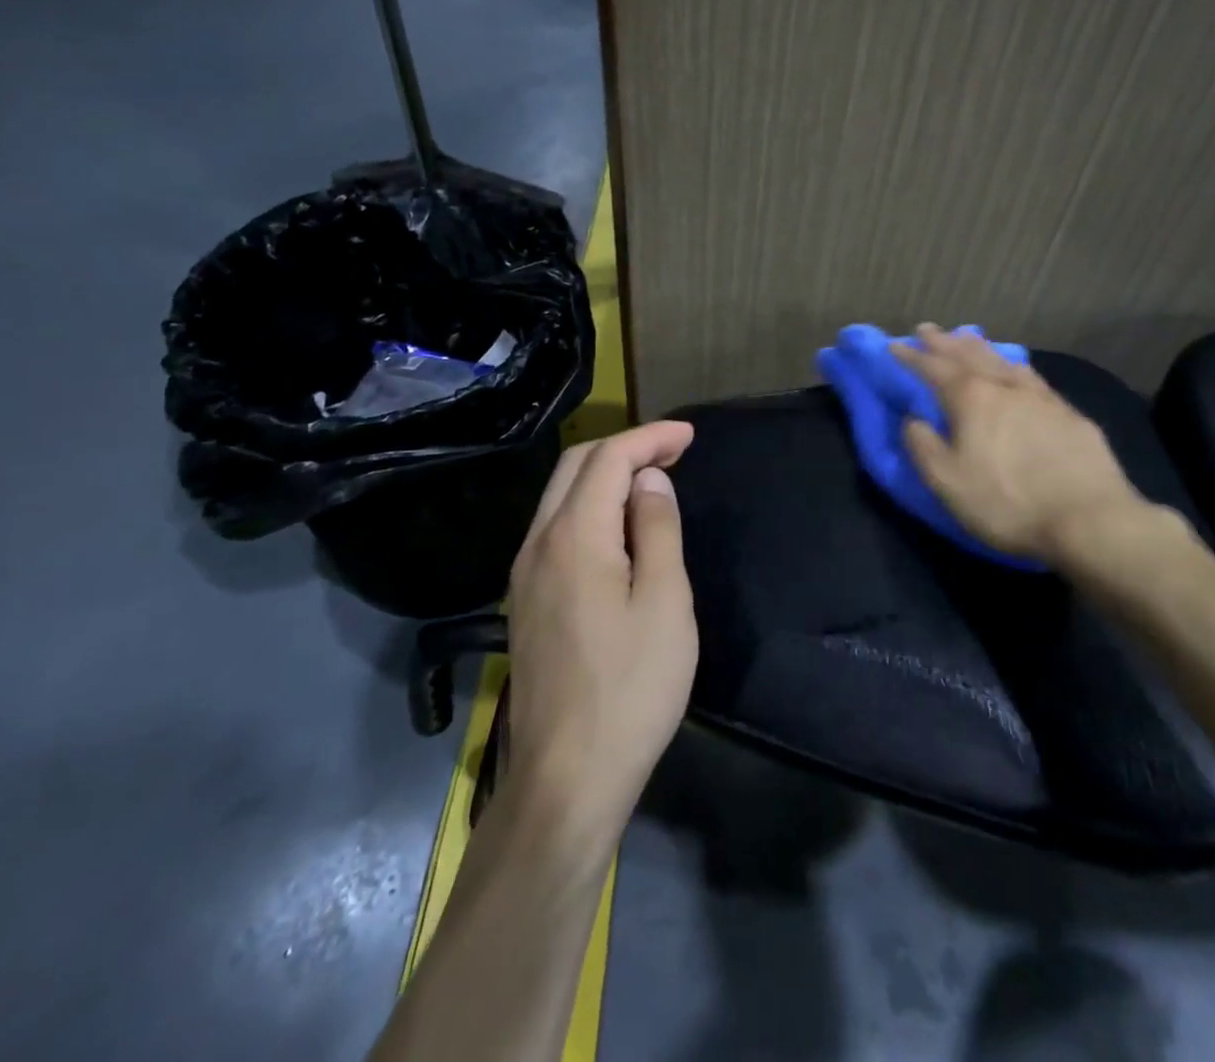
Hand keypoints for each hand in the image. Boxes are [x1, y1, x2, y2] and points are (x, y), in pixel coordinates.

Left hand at [501, 421, 697, 850]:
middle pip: (576, 467)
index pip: (609, 459)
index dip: (650, 438)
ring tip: (652, 484)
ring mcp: (524, 574)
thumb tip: (649, 482)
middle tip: (674, 454)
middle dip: (625, 448)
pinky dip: (590, 507)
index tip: (689, 437)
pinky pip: (556, 528)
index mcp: (574, 537)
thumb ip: (658, 530)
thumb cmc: (631, 688)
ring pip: (560, 496)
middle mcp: (538, 543)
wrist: (567, 776)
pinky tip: (620, 529)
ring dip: (605, 476)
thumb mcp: (665, 603)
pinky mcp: (525, 601)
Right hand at [894, 325, 1164, 572]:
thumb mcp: (947, 482)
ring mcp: (1041, 397)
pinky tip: (1016, 368)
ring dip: (979, 347)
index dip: (911, 357)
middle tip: (926, 329)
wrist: (1089, 518)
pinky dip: (1013, 365)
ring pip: (1003, 360)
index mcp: (971, 399)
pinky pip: (1031, 376)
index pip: (933, 368)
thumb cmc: (1007, 502)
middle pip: (969, 355)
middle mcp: (1004, 387)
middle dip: (944, 342)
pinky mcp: (1069, 413)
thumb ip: (923, 446)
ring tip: (967, 336)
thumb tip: (913, 419)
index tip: (893, 346)